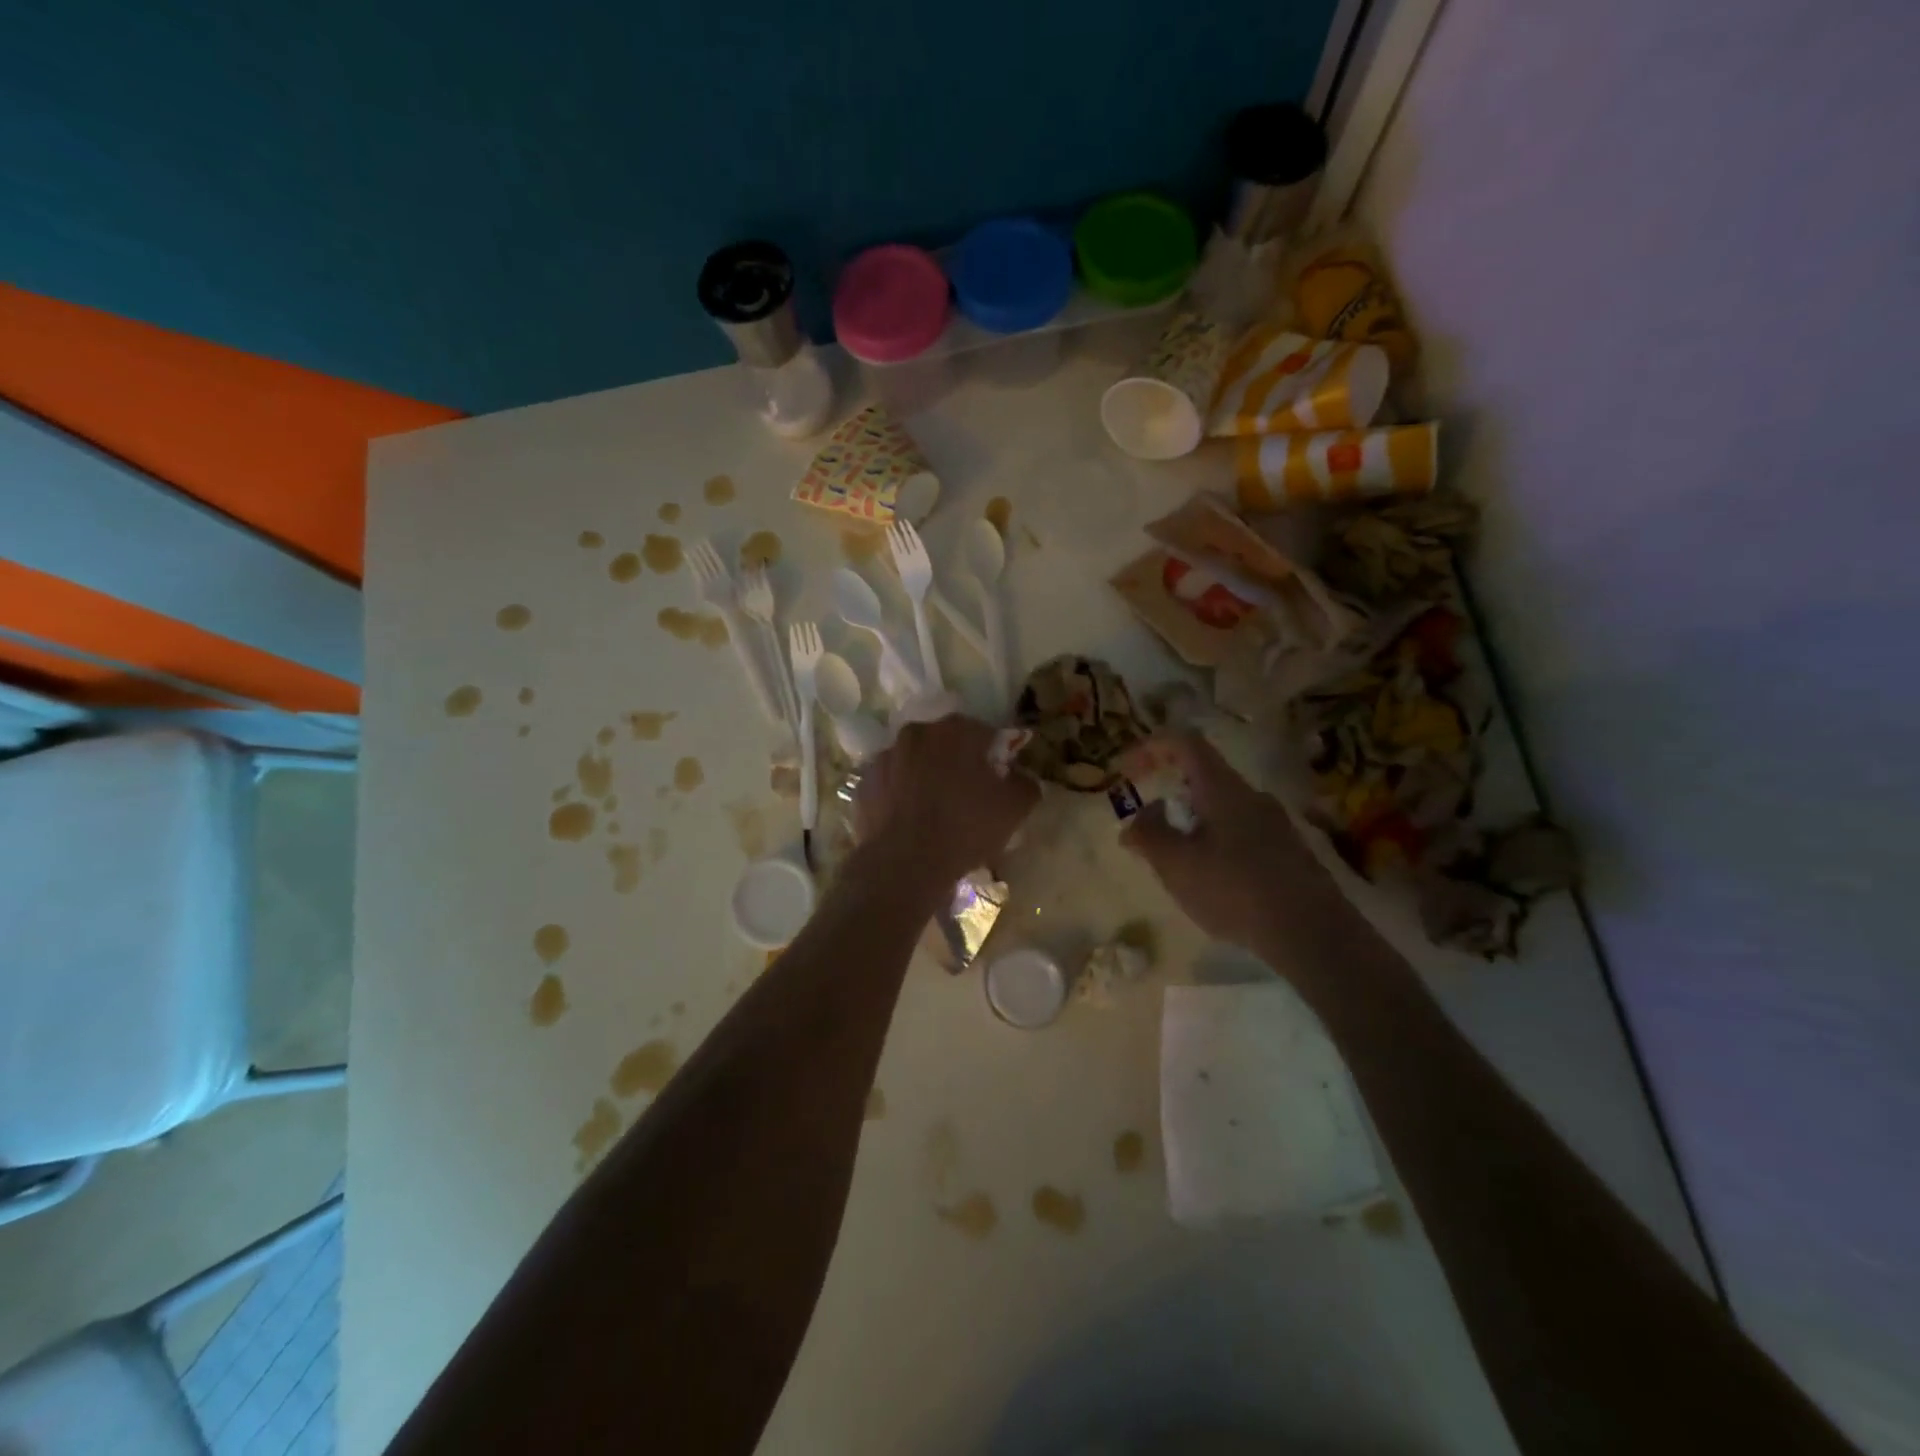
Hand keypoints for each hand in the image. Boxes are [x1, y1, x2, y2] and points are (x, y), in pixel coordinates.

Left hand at [855, 715, 1038, 886]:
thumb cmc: (965, 828)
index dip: (994, 755)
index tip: (998, 779)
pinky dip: (899, 795)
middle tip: (967, 795)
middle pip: (945, 743)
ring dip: (925, 776)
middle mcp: (917, 733)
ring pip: (914, 762)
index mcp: (955, 730)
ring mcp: (884, 757)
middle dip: (957, 762)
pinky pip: (890, 784)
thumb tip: (1021, 777)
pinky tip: (909, 821)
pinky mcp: (862, 784)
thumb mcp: (1014, 809)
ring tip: (934, 811)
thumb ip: (1026, 784)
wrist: (905, 863)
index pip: (984, 733)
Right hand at [1119, 734, 1341, 953]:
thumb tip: (1137, 819)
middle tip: (1148, 831)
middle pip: (1203, 779)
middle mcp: (1252, 796)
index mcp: (1223, 788)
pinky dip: (1215, 847)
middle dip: (1170, 798)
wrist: (1312, 933)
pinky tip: (1213, 886)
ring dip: (1192, 826)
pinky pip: (1241, 836)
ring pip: (1222, 810)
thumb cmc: (1234, 889)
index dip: (1151, 747)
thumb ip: (1149, 834)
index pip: (1185, 743)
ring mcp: (1276, 825)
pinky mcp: (1289, 854)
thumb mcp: (1176, 863)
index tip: (1127, 771)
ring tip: (1177, 866)